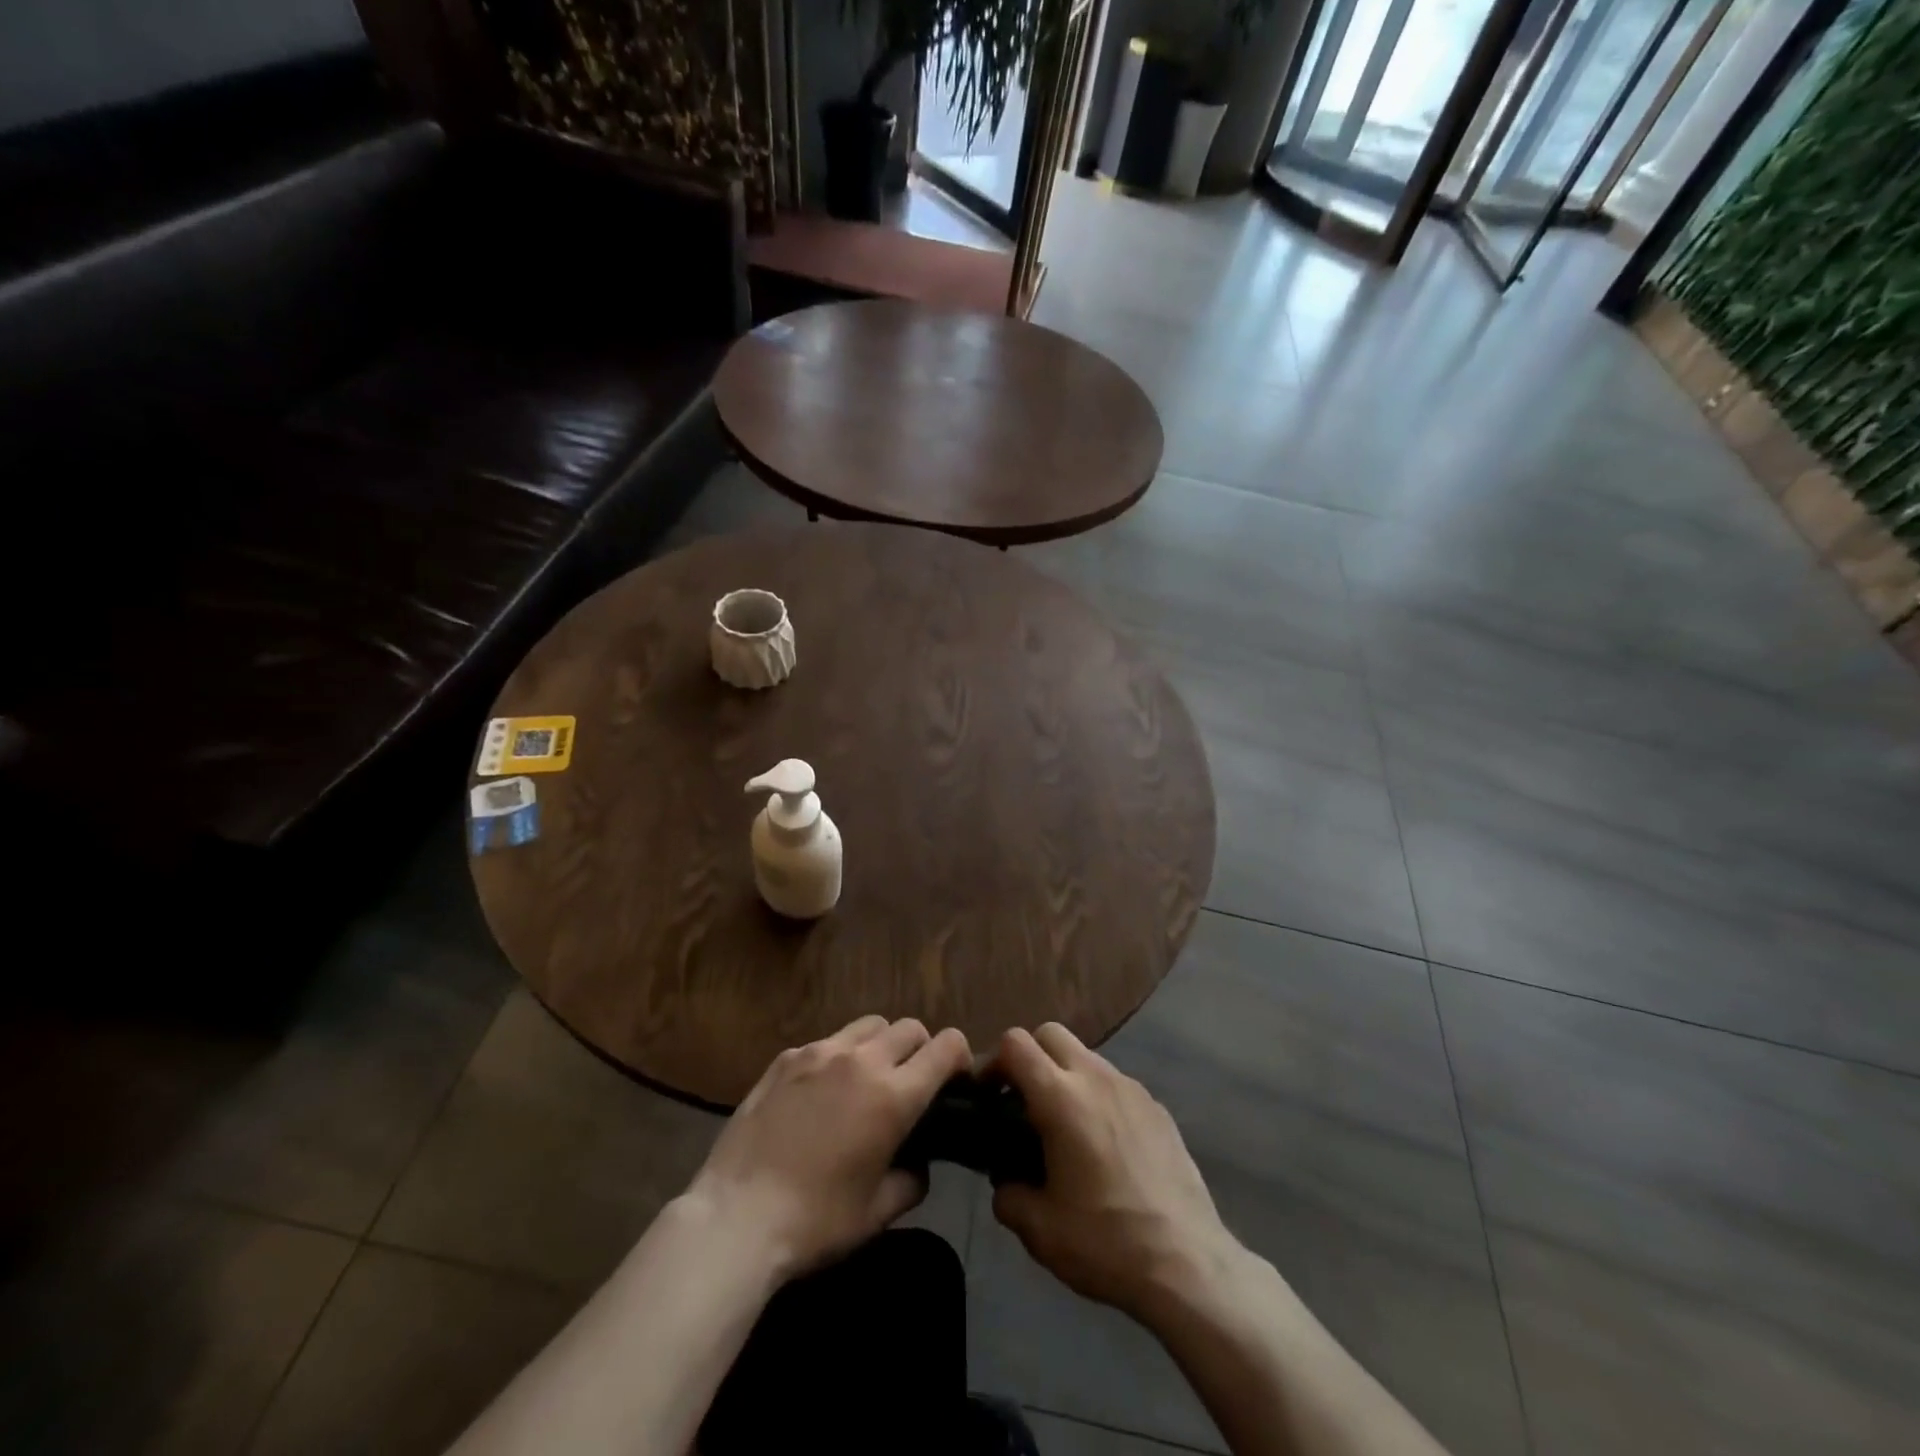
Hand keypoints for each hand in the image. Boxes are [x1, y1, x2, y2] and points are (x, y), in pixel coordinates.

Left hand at [685, 1015, 971, 1280]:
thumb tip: (919, 1162)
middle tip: (911, 1083)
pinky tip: (821, 1092)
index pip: (946, 1046)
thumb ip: (912, 1179)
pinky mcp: (787, 1057)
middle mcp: (861, 1060)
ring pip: (869, 1024)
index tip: (955, 1078)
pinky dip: (838, 1056)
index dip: (959, 1056)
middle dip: (921, 1049)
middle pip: (909, 1027)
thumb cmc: (815, 1222)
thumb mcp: (878, 1213)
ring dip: (881, 1044)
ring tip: (867, 1078)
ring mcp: (820, 1052)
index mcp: (893, 1095)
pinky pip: (827, 1041)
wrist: (736, 1218)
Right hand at [990, 1024, 1236, 1322]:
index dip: (992, 1061)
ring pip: (1085, 1056)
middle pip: (1050, 1034)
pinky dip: (1097, 1097)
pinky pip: (1115, 1083)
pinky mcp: (1157, 1107)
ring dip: (1064, 1075)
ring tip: (1063, 1127)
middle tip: (1020, 1102)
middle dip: (1029, 1057)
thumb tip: (1005, 1180)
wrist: (1188, 1264)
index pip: (1015, 1043)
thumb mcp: (1039, 1230)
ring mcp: (1131, 1088)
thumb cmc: (1106, 1242)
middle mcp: (1096, 1078)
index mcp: (1061, 1098)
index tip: (986, 1095)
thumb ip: (1008, 1194)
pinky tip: (1103, 1145)